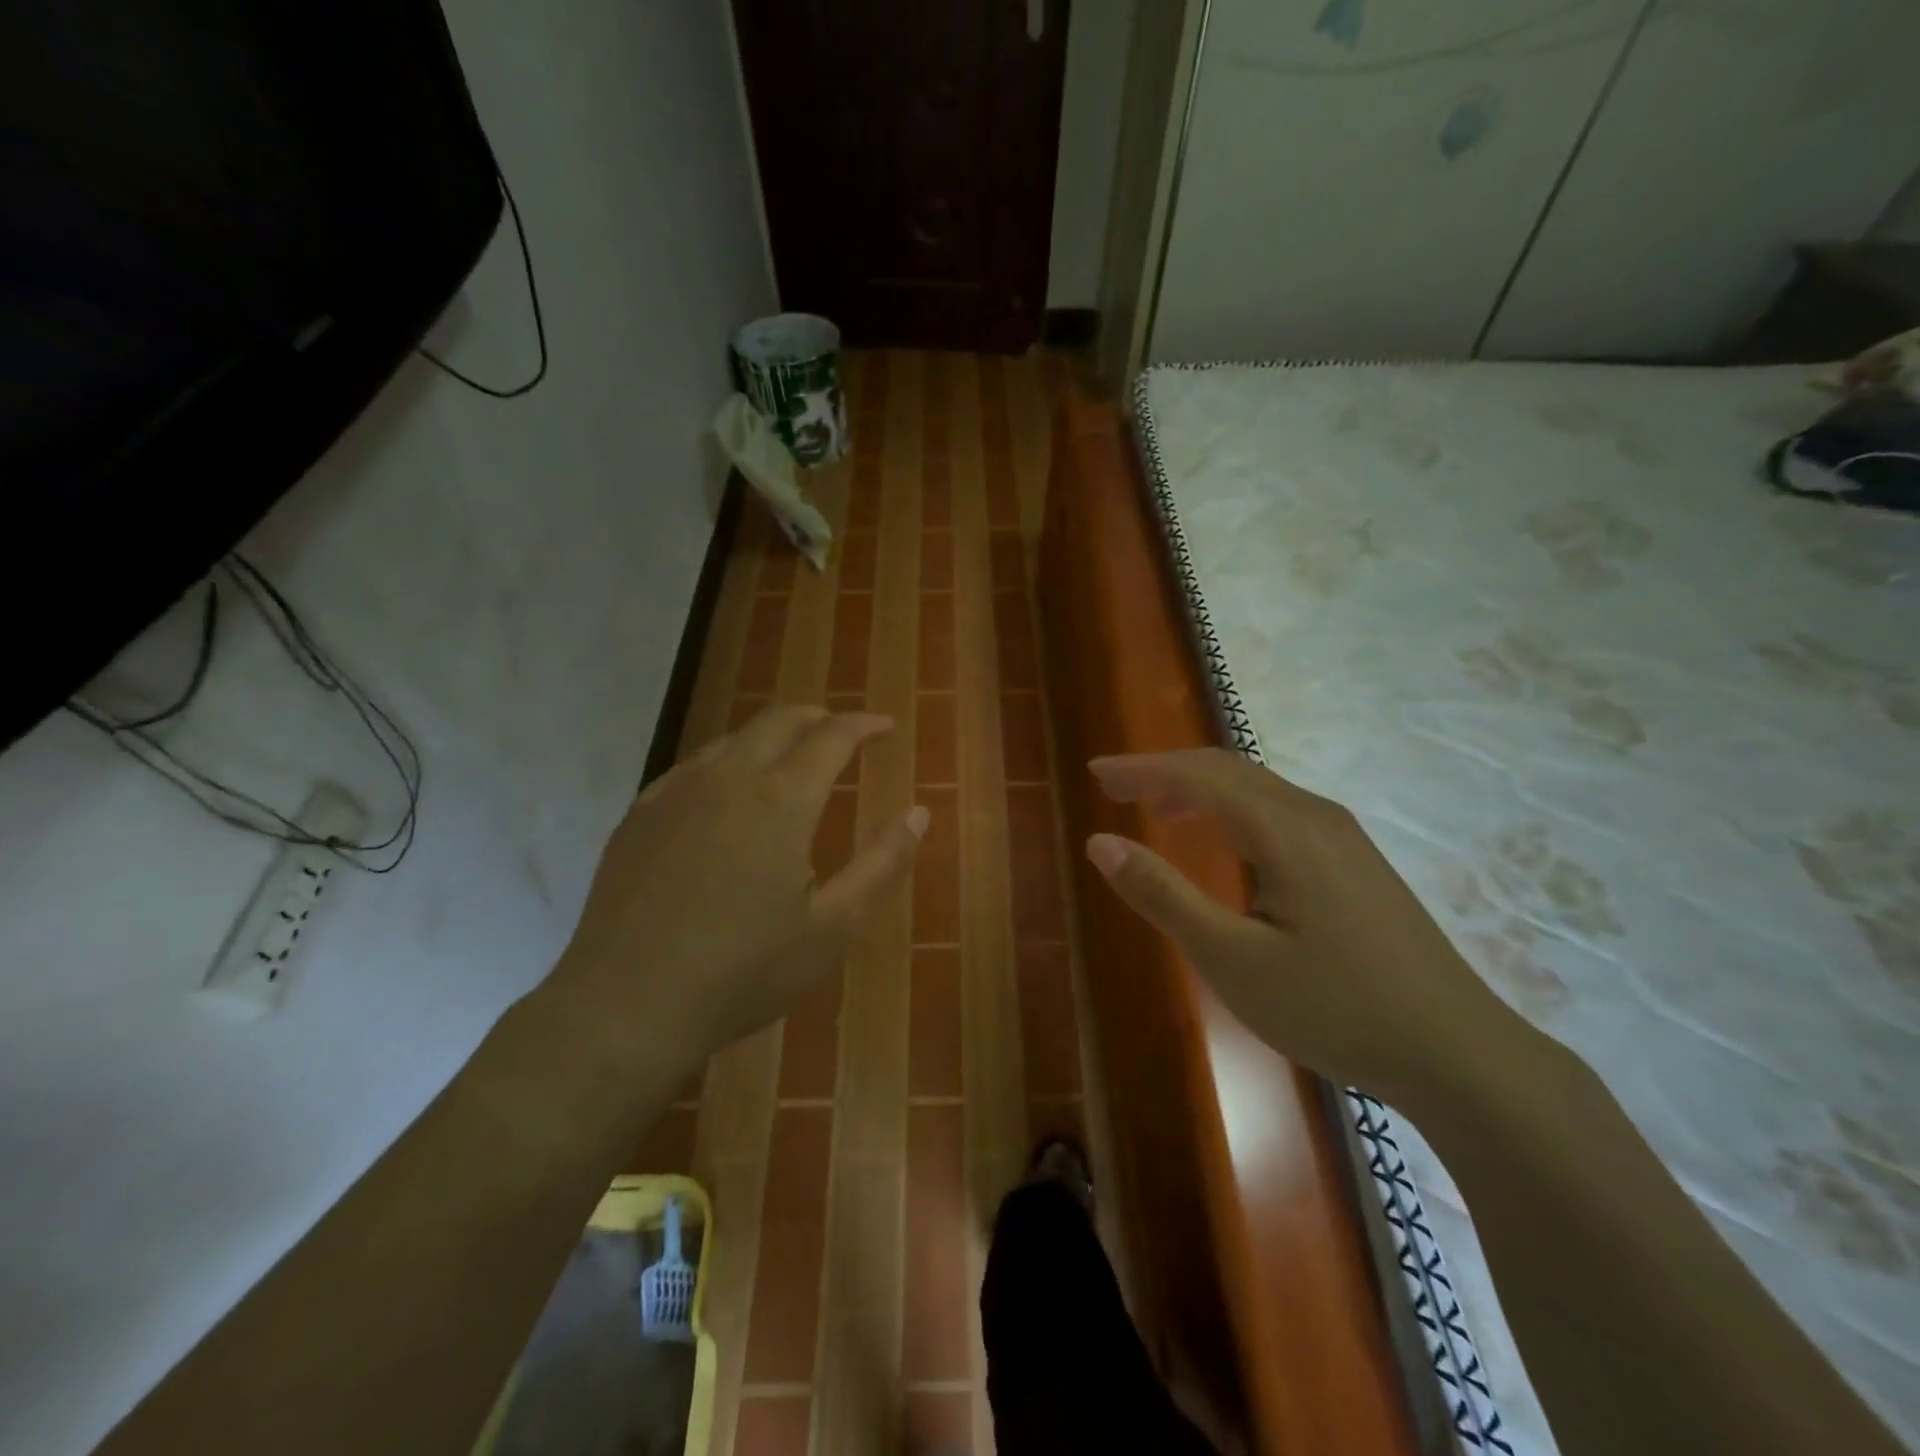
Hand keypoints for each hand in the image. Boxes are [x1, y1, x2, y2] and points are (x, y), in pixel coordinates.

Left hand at [554, 706, 926, 1071]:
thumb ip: (881, 865)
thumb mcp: (832, 930)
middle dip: (819, 717)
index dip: (864, 725)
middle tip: (844, 732)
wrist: (625, 1006)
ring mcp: (676, 792)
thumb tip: (919, 813)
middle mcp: (728, 778)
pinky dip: (728, 762)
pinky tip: (728, 793)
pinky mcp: (640, 813)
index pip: (832, 736)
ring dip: (773, 737)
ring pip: (733, 738)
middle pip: (779, 720)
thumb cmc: (742, 973)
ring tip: (793, 759)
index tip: (885, 727)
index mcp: (781, 800)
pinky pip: (694, 766)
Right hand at [1086, 749, 1507, 1099]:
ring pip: (1257, 790)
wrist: (1459, 1053)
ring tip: (1157, 807)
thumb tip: (1100, 843)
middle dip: (1166, 771)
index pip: (1198, 776)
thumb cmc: (1336, 1008)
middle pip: (1228, 770)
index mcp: (1283, 830)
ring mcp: (1343, 839)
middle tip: (1115, 786)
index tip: (1096, 772)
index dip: (1142, 769)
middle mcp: (1314, 817)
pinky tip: (1224, 842)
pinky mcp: (1356, 864)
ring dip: (1200, 789)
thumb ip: (1164, 895)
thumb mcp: (1232, 960)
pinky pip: (1279, 813)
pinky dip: (1233, 811)